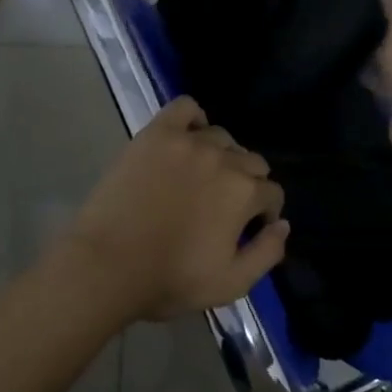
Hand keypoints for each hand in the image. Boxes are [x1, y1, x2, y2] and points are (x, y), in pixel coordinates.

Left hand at [65, 96, 288, 321]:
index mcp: (244, 192)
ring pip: (221, 137)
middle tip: (224, 206)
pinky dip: (193, 118)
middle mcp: (222, 158)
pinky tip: (187, 138)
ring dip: (222, 155)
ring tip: (203, 176)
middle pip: (252, 161)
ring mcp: (187, 141)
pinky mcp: (156, 133)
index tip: (250, 227)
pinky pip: (185, 107)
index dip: (264, 212)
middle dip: (247, 184)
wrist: (108, 264)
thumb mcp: (231, 284)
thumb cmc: (170, 279)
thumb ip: (266, 253)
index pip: (272, 192)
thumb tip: (283, 224)